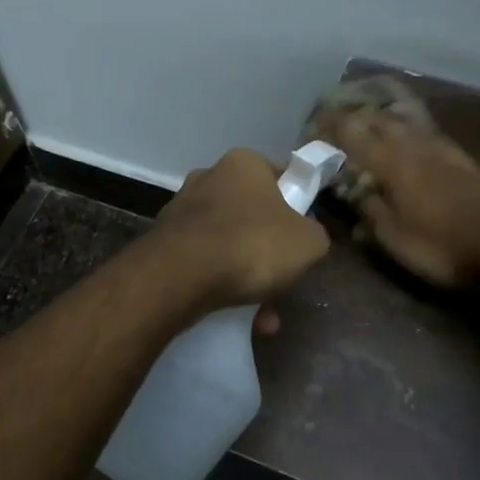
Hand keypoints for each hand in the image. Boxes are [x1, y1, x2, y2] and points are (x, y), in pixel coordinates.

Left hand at [145, 149, 329, 313]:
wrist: (180, 276)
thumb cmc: (251, 244)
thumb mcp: (308, 242)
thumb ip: (315, 234)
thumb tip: (307, 238)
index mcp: (244, 163)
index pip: (281, 178)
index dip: (297, 207)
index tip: (302, 237)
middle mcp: (208, 177)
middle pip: (252, 215)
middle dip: (268, 252)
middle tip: (282, 282)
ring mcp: (182, 210)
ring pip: (228, 244)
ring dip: (247, 277)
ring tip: (262, 316)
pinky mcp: (164, 241)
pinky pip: (204, 263)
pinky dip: (220, 285)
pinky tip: (236, 317)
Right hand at [311, 110, 479, 288]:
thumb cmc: (440, 248)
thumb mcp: (393, 238)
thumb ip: (368, 210)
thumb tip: (351, 192)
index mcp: (392, 162)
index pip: (353, 133)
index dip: (331, 125)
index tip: (314, 124)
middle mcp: (415, 146)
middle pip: (379, 119)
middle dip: (355, 116)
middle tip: (336, 122)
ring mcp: (443, 149)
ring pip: (405, 122)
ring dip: (382, 119)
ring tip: (367, 125)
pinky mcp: (463, 159)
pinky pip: (425, 133)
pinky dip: (407, 131)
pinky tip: (407, 141)